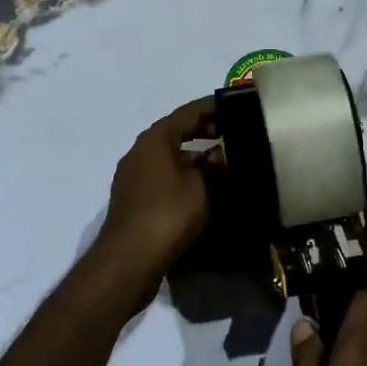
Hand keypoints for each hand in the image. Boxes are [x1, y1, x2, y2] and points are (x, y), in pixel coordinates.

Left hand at [87, 98, 216, 309]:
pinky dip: (185, 176)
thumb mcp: (202, 186)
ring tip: (225, 162)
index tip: (237, 106)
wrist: (129, 260)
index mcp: (155, 139)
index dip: (213, 108)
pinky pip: (165, 178)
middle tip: (236, 134)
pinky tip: (205, 188)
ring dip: (196, 157)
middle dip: (206, 132)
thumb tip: (222, 154)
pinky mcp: (135, 201)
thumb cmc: (168, 213)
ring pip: (171, 157)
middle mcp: (140, 152)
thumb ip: (215, 166)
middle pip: (177, 132)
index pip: (188, 112)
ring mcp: (134, 177)